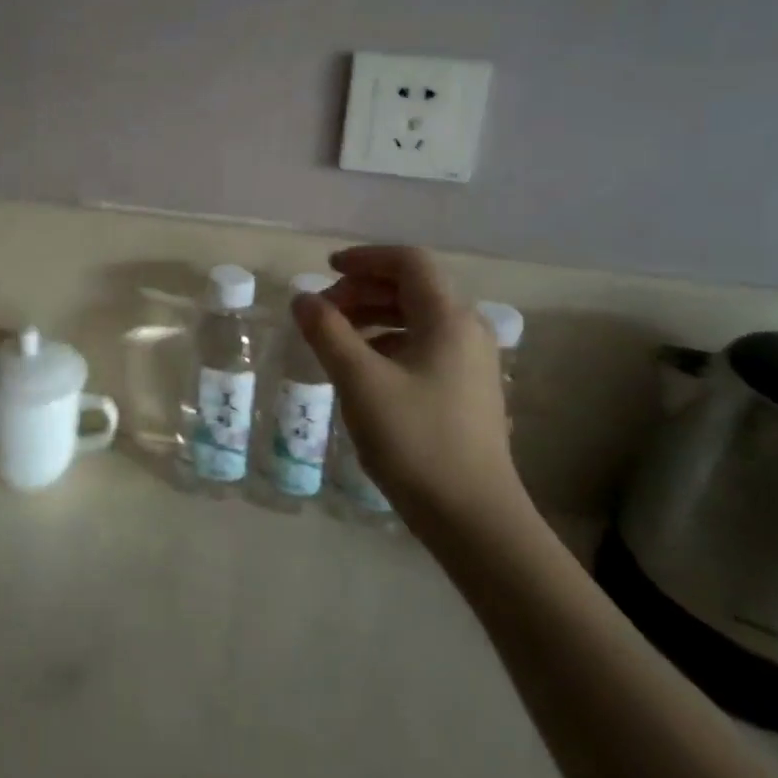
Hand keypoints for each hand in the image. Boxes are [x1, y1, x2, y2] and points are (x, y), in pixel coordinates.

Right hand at [292, 246, 524, 542]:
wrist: (474, 519)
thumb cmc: (415, 441)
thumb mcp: (359, 381)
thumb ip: (327, 331)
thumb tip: (302, 297)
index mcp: (448, 318)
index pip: (408, 262)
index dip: (365, 258)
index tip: (326, 270)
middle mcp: (467, 331)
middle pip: (412, 287)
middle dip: (362, 290)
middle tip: (322, 311)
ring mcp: (471, 362)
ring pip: (416, 318)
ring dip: (373, 316)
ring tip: (335, 338)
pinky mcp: (467, 390)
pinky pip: (423, 345)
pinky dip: (388, 341)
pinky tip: (363, 369)